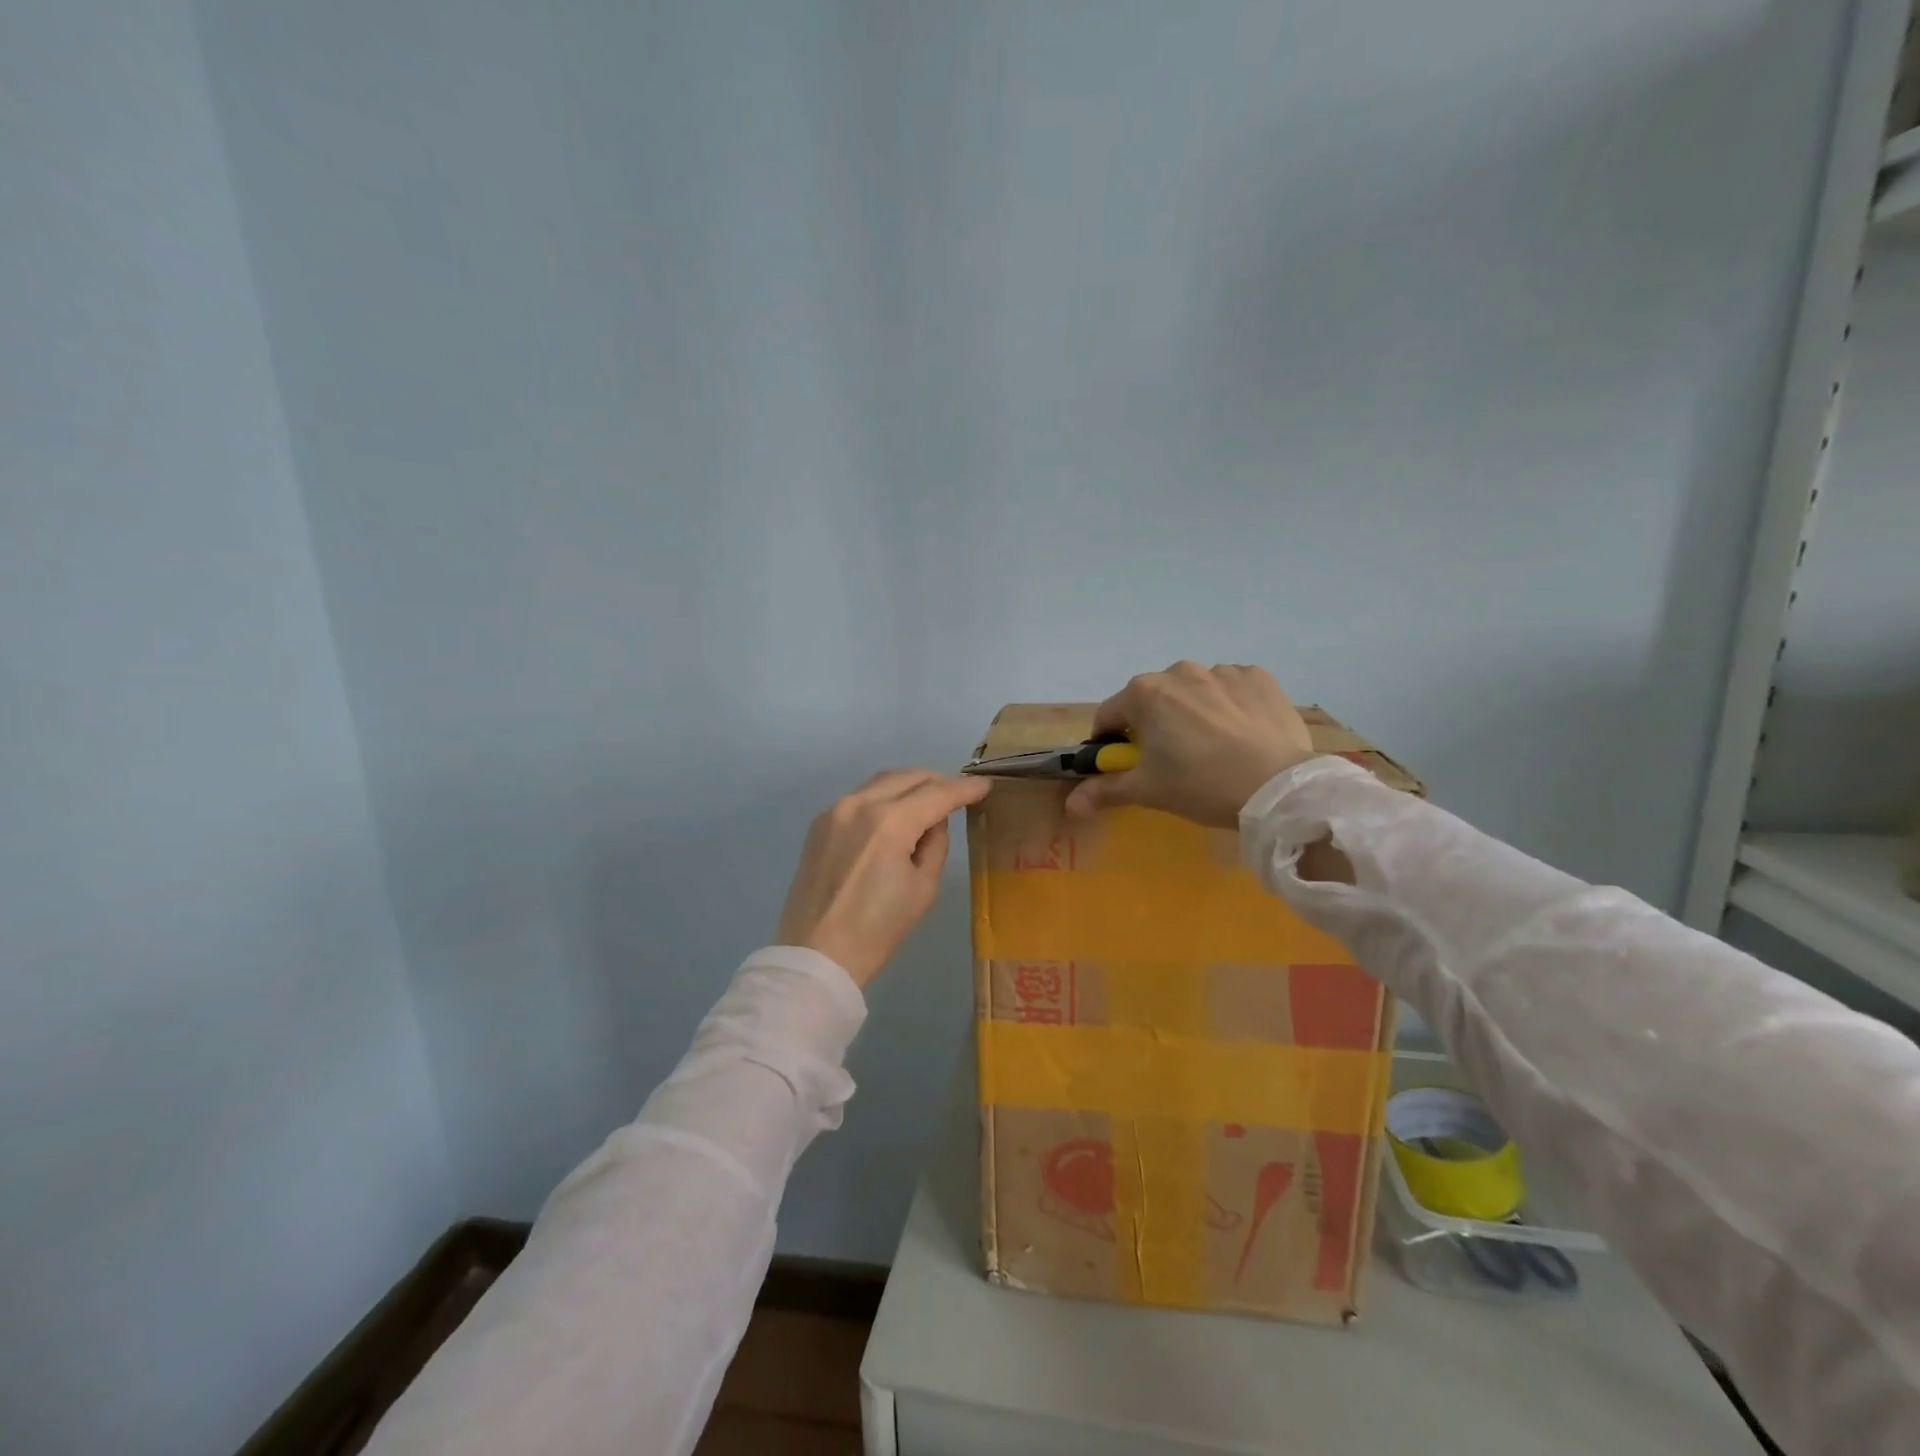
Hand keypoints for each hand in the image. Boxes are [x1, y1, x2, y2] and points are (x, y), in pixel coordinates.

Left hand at [777, 770, 991, 987]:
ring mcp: (835, 810)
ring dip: (910, 785)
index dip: (965, 789)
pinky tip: (895, 815)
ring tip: (930, 801)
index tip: (985, 786)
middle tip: (959, 793)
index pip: (937, 793)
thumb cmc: (877, 930)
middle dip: (938, 781)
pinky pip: (860, 797)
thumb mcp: (923, 888)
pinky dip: (884, 797)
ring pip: (882, 781)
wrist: (815, 955)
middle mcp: (860, 804)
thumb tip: (933, 821)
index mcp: (890, 822)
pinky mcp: (820, 823)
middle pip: (909, 777)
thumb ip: (935, 844)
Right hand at [1064, 662, 1315, 827]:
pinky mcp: (1259, 677)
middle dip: (1154, 726)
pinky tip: (1242, 735)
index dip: (1109, 743)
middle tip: (1172, 761)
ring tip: (1213, 749)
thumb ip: (1106, 791)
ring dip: (1193, 713)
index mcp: (1144, 693)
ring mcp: (1222, 670)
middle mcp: (1179, 671)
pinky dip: (1230, 707)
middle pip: (1152, 700)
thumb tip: (1070, 804)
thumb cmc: (1200, 785)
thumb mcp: (1148, 791)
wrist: (1277, 787)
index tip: (1124, 765)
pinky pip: (1231, 689)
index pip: (1109, 716)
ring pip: (1194, 693)